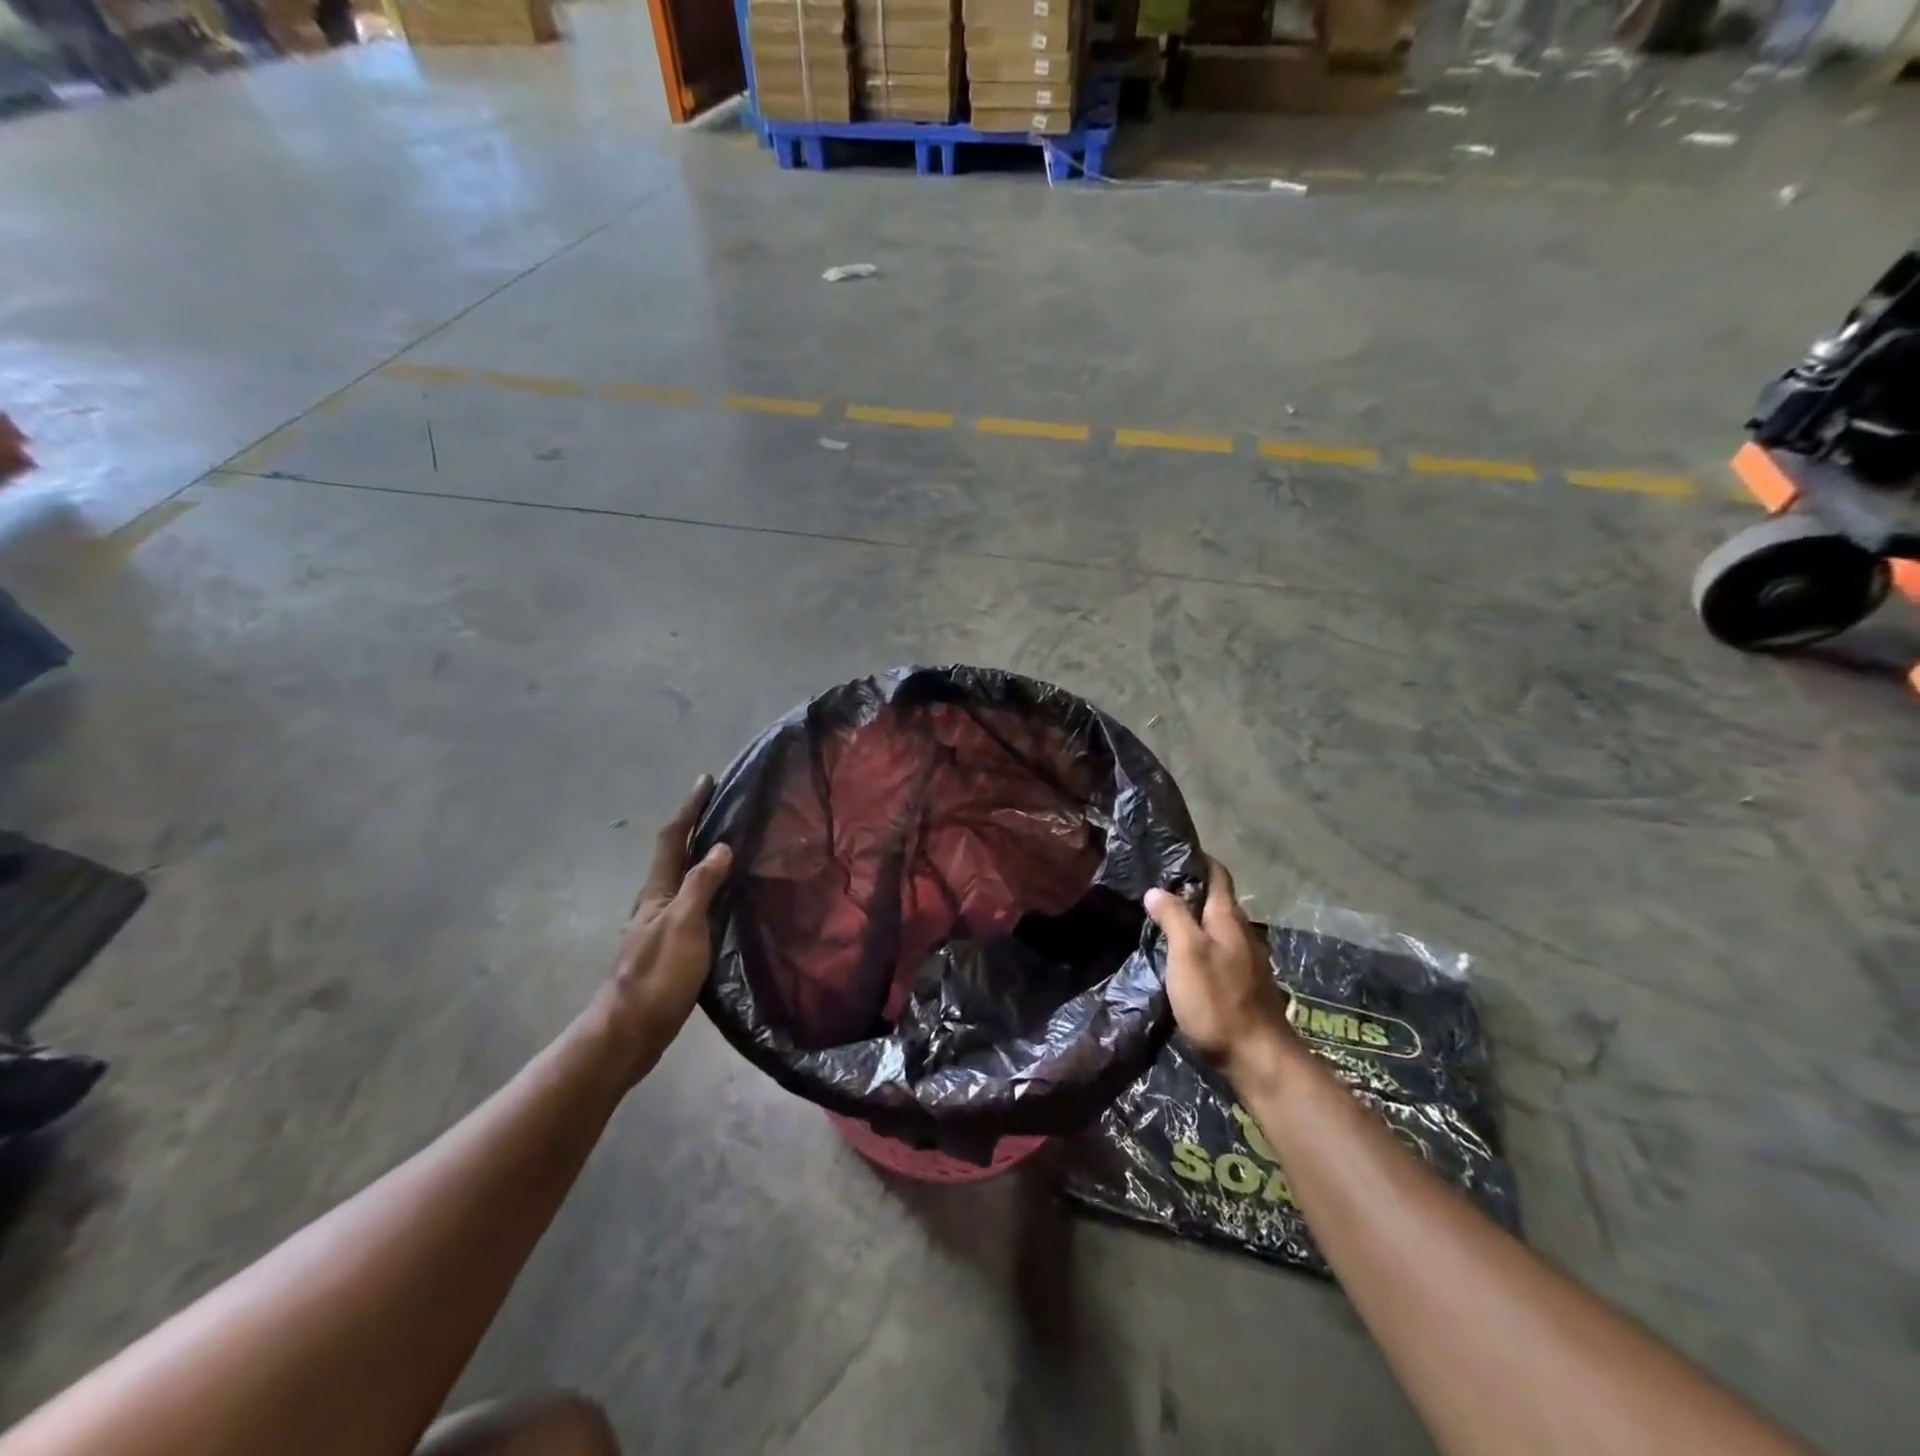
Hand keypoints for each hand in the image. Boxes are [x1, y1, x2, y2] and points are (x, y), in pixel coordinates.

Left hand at [594, 776, 732, 1084]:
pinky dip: (709, 886)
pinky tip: (726, 896)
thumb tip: (720, 846)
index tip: (705, 779)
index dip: (689, 807)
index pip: (673, 838)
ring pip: (684, 878)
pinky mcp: (672, 946)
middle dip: (695, 826)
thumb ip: (701, 885)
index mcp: (657, 891)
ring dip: (701, 855)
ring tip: (730, 844)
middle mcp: (657, 902)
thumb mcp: (684, 925)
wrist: (630, 1031)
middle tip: (722, 807)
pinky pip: (694, 902)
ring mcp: (662, 925)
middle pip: (675, 854)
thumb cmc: (658, 975)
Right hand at [1145, 856, 1295, 1074]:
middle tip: (1154, 888)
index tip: (1171, 853)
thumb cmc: (1218, 1000)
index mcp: (1228, 919)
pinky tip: (1180, 958)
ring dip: (1193, 920)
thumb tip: (1156, 890)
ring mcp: (1245, 961)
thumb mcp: (1187, 953)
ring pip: (1216, 928)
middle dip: (1189, 890)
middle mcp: (1241, 933)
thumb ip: (1173, 917)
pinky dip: (1198, 945)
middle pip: (1216, 901)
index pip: (1218, 874)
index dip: (1198, 860)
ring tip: (1161, 921)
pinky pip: (1218, 952)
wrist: (1258, 1059)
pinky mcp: (1242, 985)